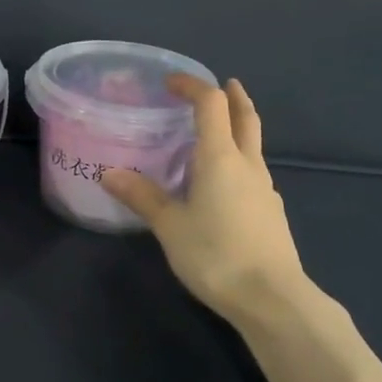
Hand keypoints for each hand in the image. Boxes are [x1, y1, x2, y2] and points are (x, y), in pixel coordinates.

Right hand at [100, 76, 310, 322]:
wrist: (272, 298)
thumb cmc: (216, 255)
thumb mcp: (171, 227)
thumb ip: (143, 197)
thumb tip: (110, 174)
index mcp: (221, 158)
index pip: (211, 104)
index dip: (192, 86)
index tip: (171, 82)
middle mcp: (248, 165)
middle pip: (245, 118)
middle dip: (234, 97)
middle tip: (223, 84)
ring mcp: (265, 189)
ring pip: (253, 146)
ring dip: (238, 129)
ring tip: (215, 136)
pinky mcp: (271, 212)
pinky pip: (254, 173)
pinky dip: (240, 161)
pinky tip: (225, 184)